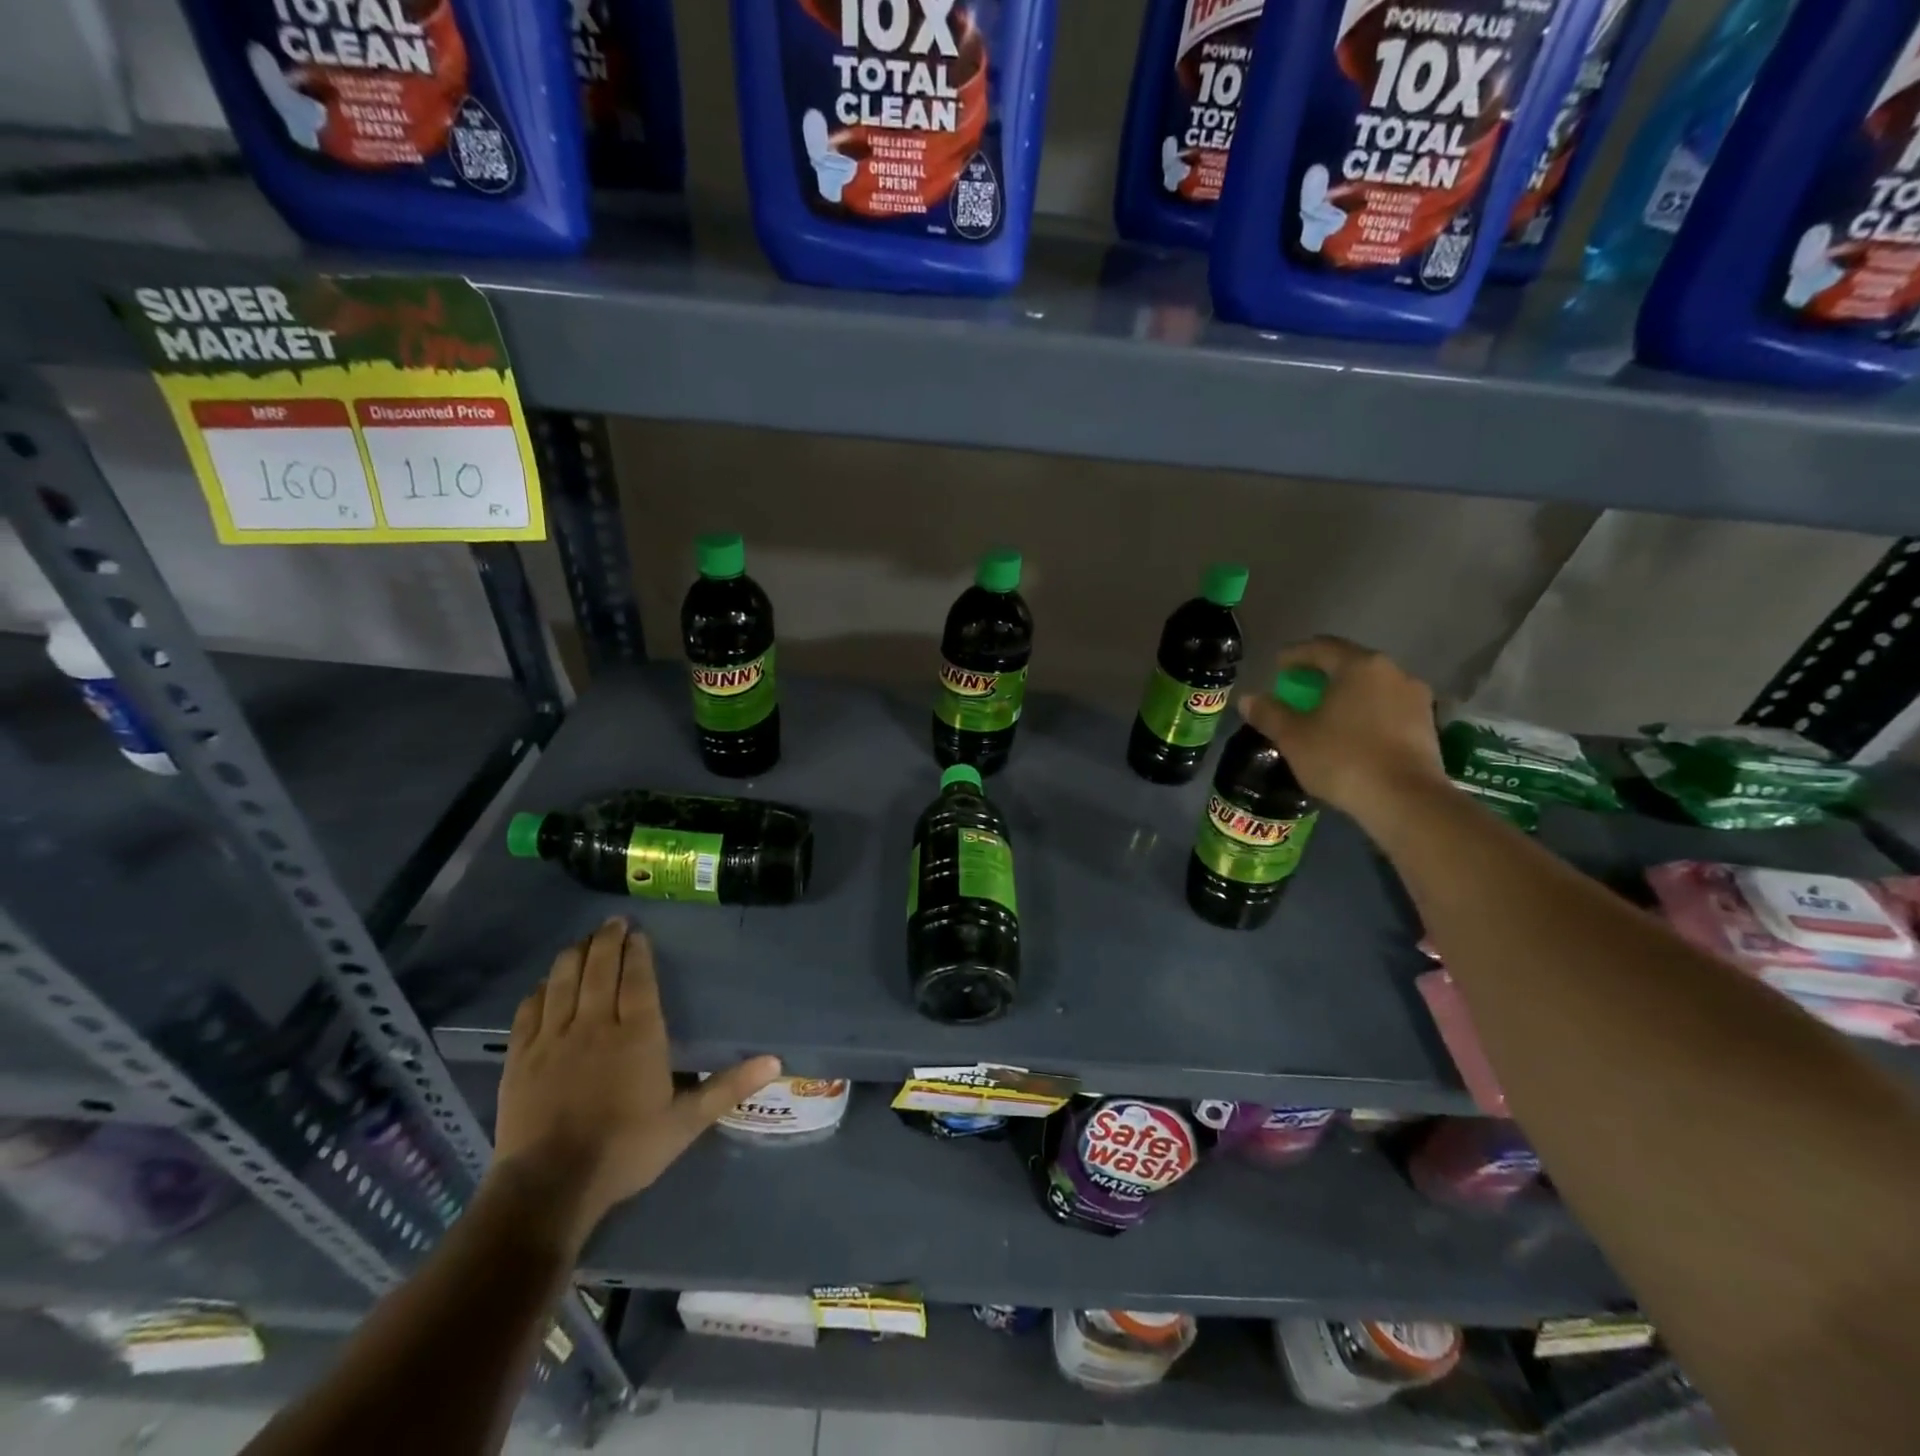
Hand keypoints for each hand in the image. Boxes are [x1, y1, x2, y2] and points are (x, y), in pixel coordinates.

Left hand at [490, 918, 780, 1253]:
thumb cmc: (626, 1150)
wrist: (551, 1187)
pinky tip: (546, 982)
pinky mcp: (521, 1057)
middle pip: (599, 968)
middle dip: (607, 940)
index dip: (637, 952)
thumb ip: (727, 1086)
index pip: (637, 978)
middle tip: (613, 922)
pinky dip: (540, 989)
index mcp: (637, 1035)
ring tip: (583, 941)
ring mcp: (553, 1039)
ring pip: (563, 980)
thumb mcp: (685, 1122)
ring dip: (574, 955)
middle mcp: (595, 1025)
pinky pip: (529, 1010)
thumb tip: (775, 1060)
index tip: (638, 933)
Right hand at [1237, 636, 1446, 825]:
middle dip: (1321, 676)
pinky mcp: (1427, 726)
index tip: (1277, 667)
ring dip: (1346, 696)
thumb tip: (1248, 699)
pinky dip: (1365, 714)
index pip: (1321, 648)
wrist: (1405, 801)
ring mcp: (1416, 699)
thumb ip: (1269, 713)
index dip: (1295, 655)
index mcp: (1359, 666)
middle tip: (1298, 691)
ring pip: (1371, 688)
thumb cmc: (1343, 759)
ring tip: (1325, 715)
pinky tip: (1351, 734)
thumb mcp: (1294, 737)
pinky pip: (1387, 709)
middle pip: (1349, 665)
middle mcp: (1393, 672)